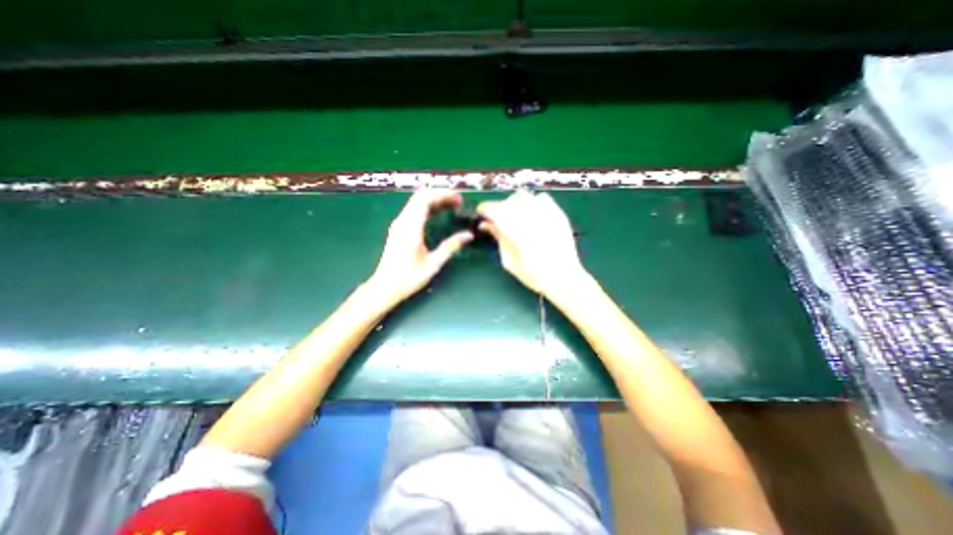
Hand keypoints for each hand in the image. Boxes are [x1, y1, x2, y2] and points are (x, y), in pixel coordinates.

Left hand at [366, 189, 473, 303]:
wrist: (385, 287)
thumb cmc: (408, 278)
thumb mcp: (433, 263)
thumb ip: (451, 246)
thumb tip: (469, 235)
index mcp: (411, 227)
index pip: (425, 199)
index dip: (443, 195)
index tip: (459, 199)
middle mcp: (403, 221)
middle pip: (420, 197)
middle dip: (440, 195)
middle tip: (458, 202)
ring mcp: (399, 224)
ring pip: (416, 203)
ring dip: (434, 200)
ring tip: (452, 206)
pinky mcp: (399, 229)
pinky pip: (414, 211)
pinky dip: (428, 208)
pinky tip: (438, 214)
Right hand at [476, 190, 589, 295]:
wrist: (564, 277)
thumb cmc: (533, 275)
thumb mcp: (509, 261)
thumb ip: (498, 239)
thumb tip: (486, 224)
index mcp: (517, 233)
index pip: (494, 210)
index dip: (485, 209)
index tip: (482, 213)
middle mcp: (531, 219)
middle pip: (507, 202)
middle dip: (498, 208)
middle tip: (497, 220)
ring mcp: (547, 214)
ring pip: (523, 196)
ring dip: (514, 204)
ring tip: (514, 217)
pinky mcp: (558, 213)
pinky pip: (541, 197)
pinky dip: (532, 202)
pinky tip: (531, 214)